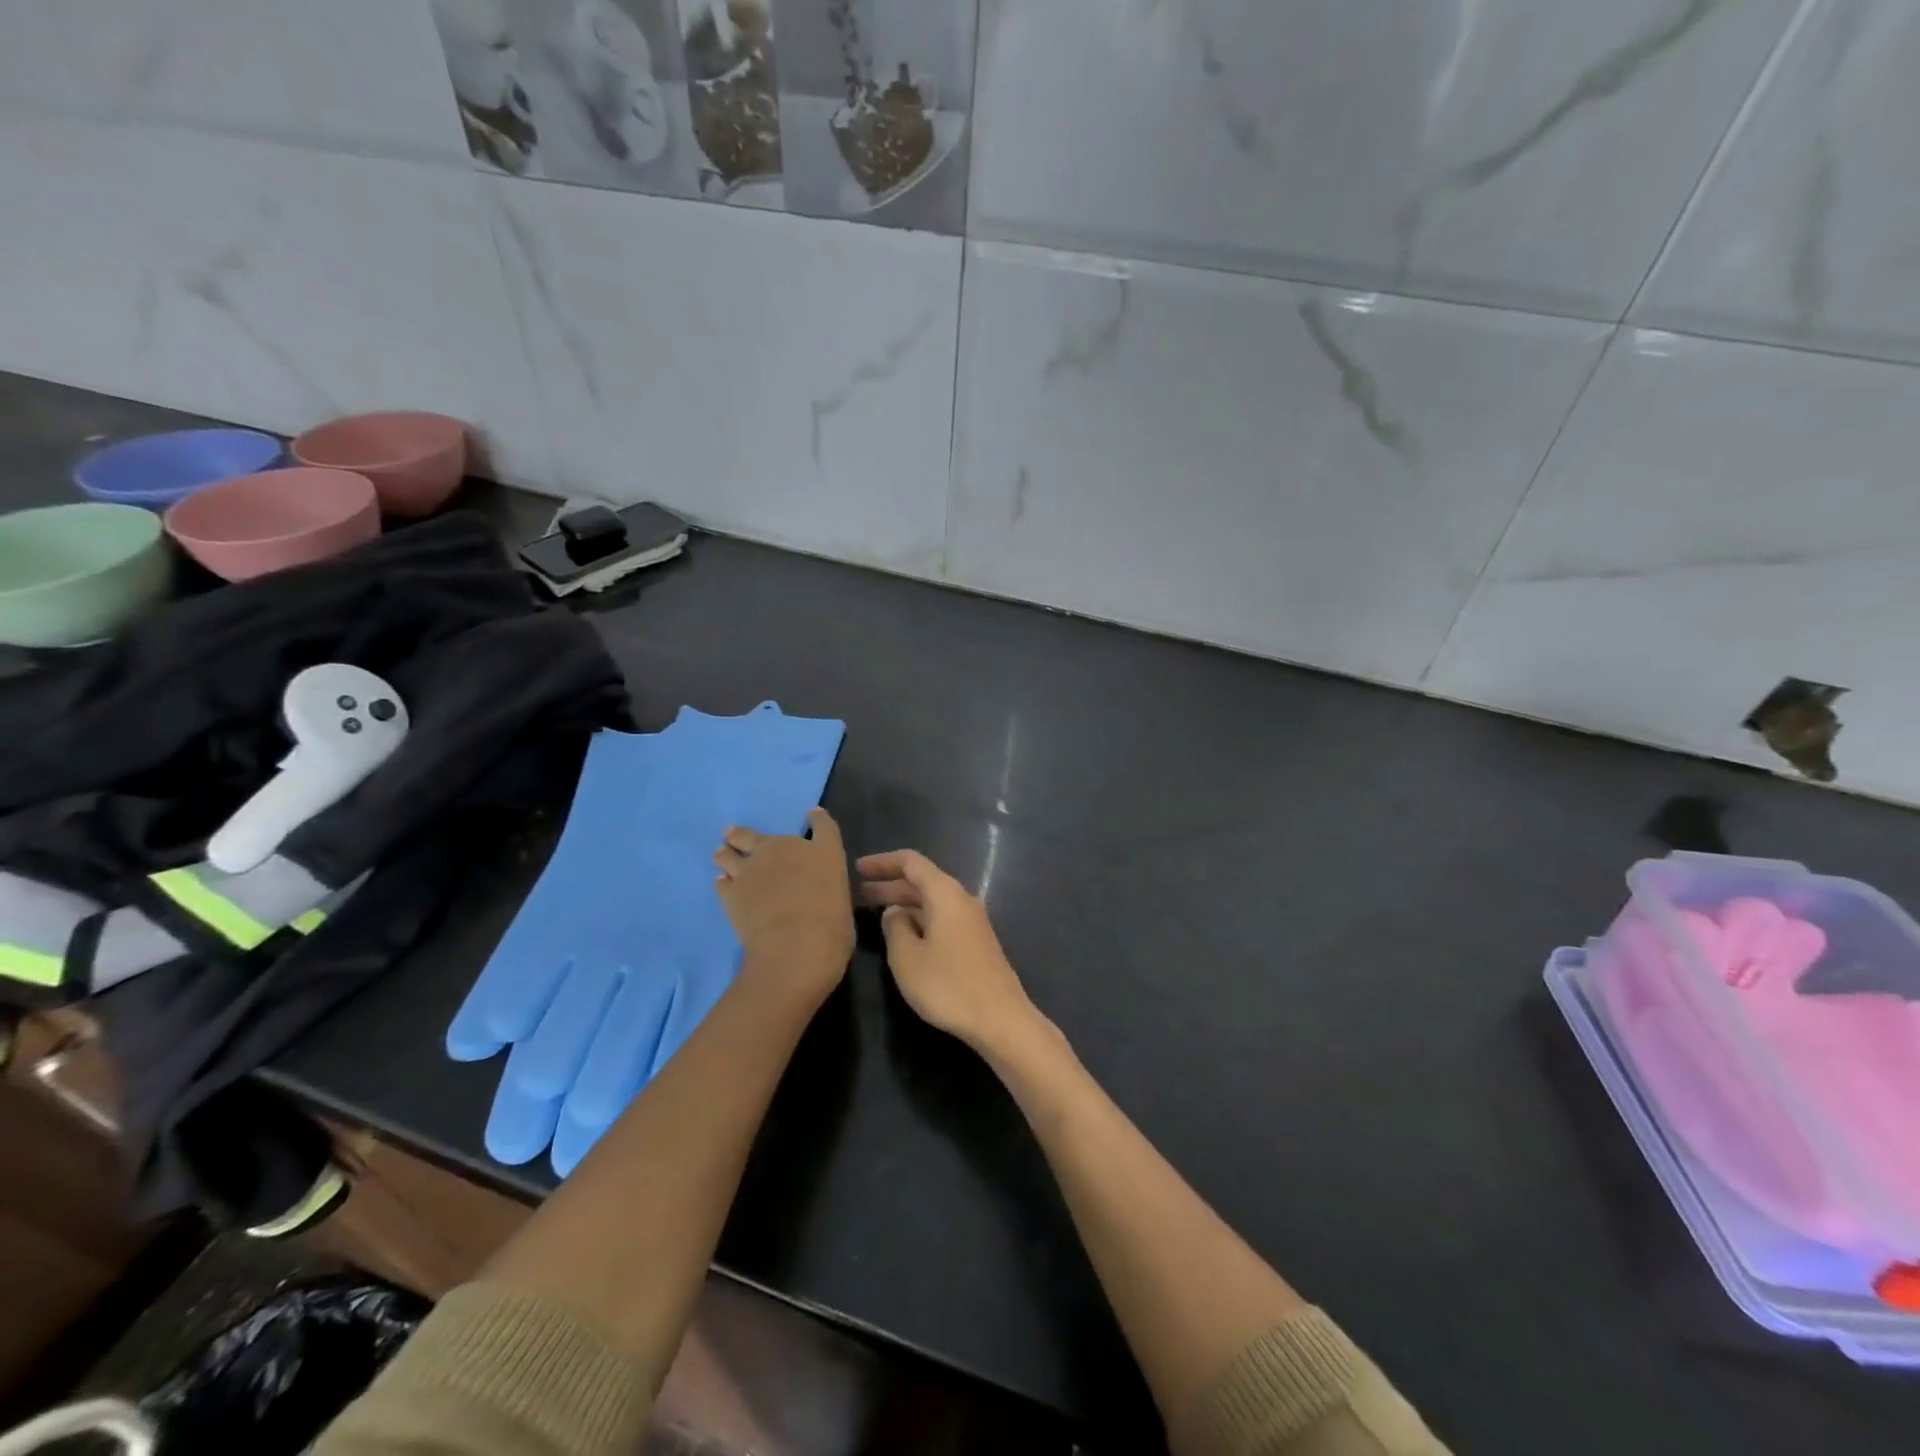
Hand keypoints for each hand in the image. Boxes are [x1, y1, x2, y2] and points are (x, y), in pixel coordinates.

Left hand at [714, 808, 853, 1002]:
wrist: (797, 944)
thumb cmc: (833, 925)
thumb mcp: (842, 900)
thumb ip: (827, 886)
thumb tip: (817, 887)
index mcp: (822, 851)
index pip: (822, 824)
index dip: (816, 818)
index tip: (812, 815)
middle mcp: (784, 850)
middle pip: (755, 834)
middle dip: (743, 834)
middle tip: (734, 835)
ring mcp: (752, 869)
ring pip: (728, 853)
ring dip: (726, 854)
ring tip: (722, 856)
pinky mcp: (730, 892)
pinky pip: (721, 882)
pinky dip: (724, 882)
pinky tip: (726, 886)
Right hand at [855, 849, 1042, 1053]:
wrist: (1000, 1019)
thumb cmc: (949, 985)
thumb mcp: (908, 958)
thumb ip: (895, 928)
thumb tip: (895, 912)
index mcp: (945, 893)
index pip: (911, 862)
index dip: (882, 862)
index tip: (858, 869)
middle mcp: (961, 899)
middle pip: (922, 881)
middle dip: (890, 884)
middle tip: (860, 892)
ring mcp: (972, 921)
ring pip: (932, 901)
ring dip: (904, 903)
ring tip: (876, 912)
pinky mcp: (976, 942)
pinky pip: (941, 917)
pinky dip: (919, 918)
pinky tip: (904, 934)